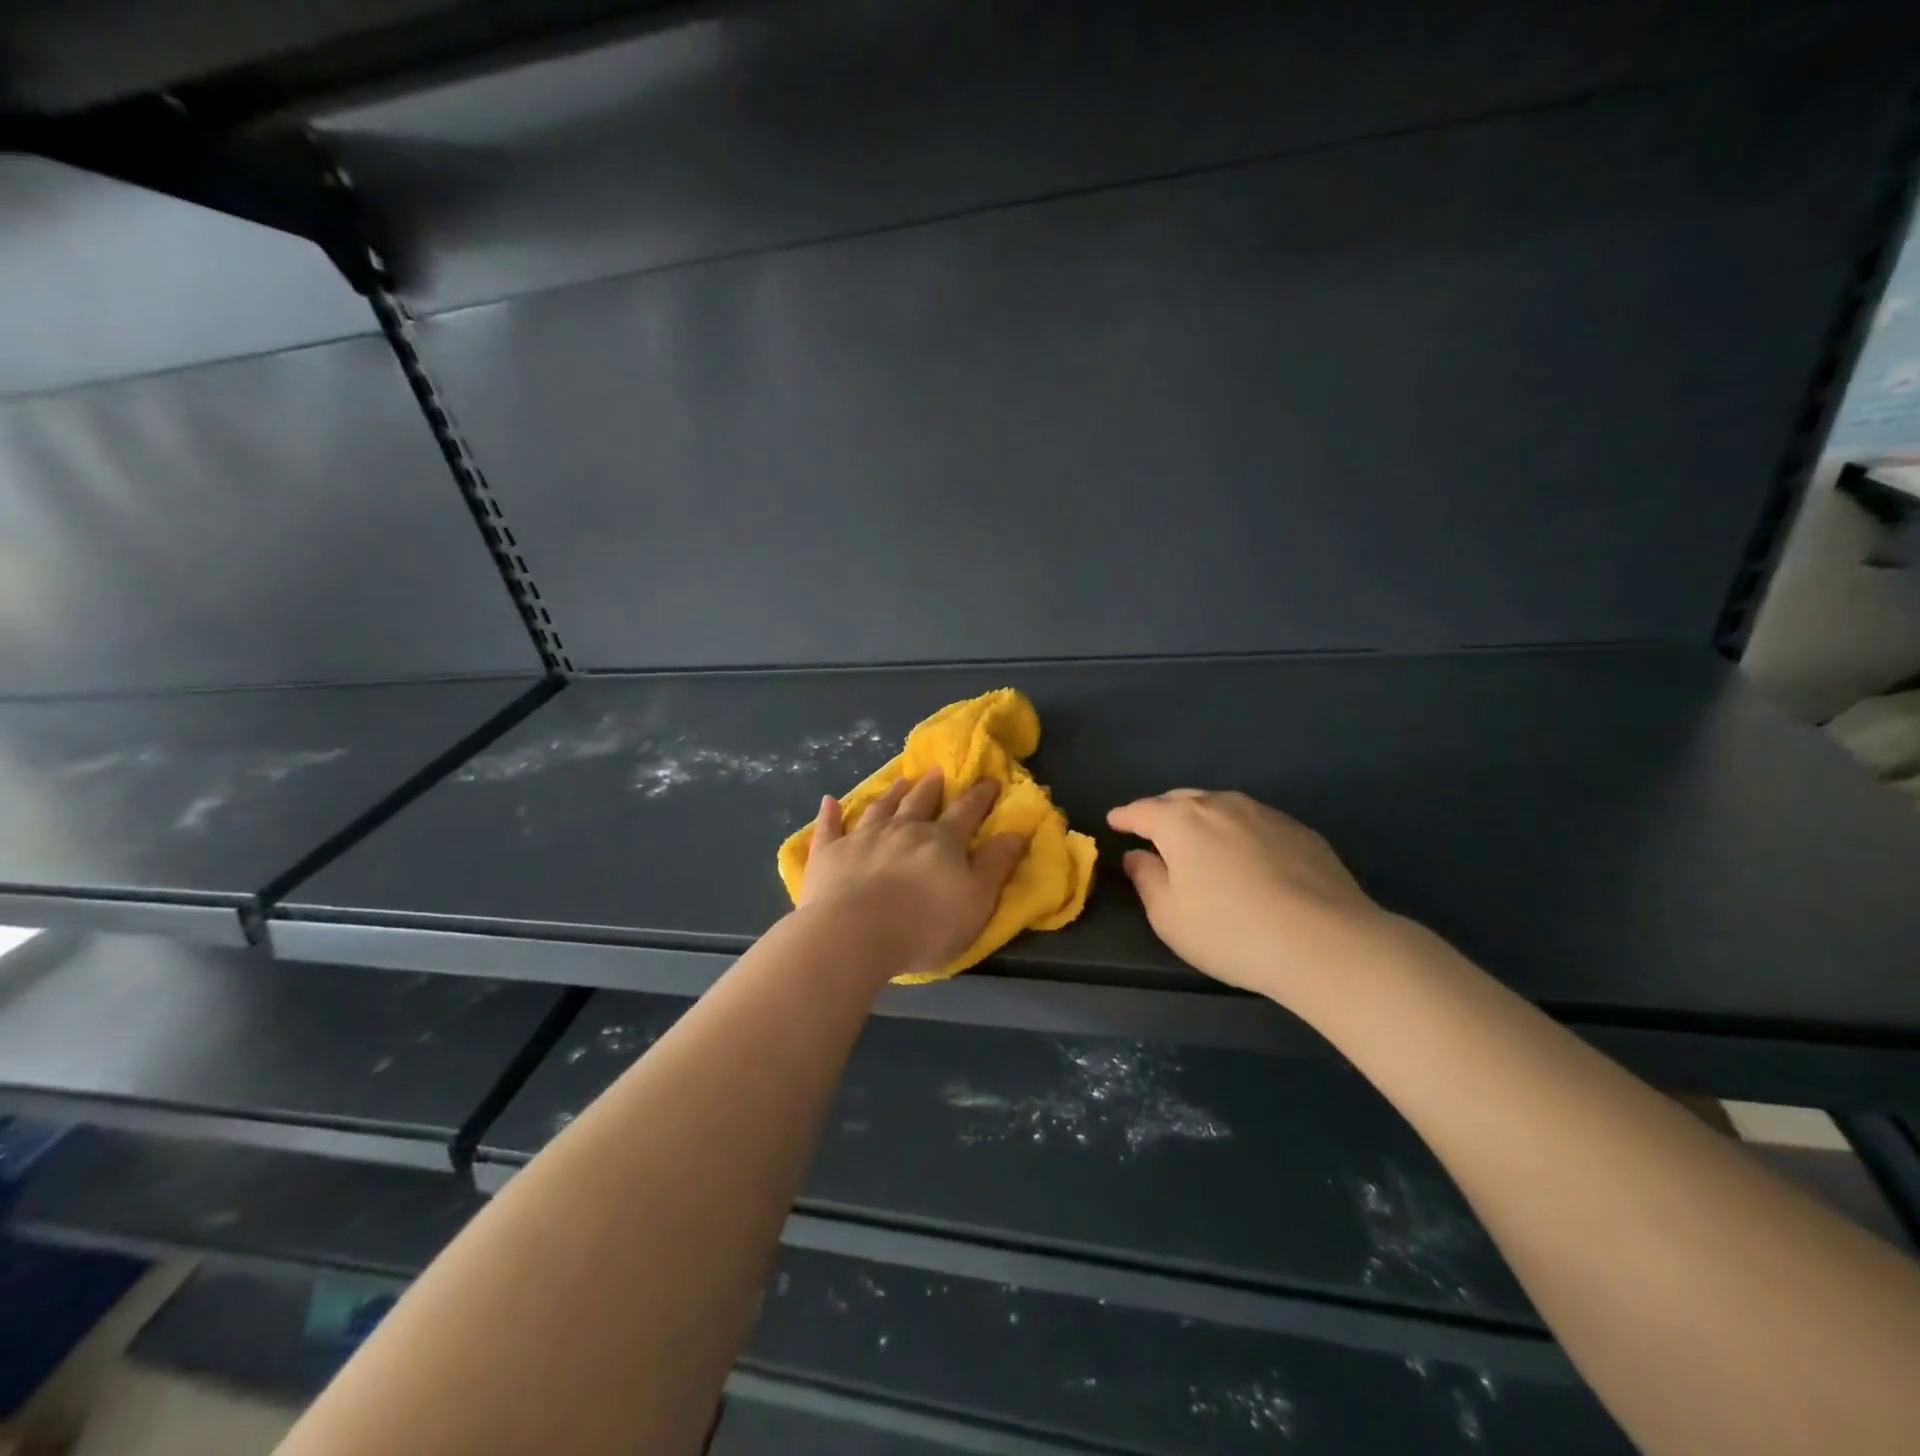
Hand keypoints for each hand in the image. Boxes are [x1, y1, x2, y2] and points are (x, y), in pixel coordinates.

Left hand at [798, 770, 1027, 979]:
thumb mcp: (976, 901)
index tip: (990, 781)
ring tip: (900, 780)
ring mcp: (862, 838)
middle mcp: (902, 830)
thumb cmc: (924, 925)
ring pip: (880, 808)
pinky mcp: (829, 854)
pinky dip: (830, 814)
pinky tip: (829, 801)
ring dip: (892, 792)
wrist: (854, 934)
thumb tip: (1017, 831)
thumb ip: (995, 865)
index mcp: (941, 841)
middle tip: (938, 771)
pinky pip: (829, 828)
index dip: (980, 796)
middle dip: (932, 786)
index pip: (966, 812)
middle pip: (920, 802)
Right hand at [1106, 789, 1391, 1002]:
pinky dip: (1238, 831)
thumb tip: (1137, 856)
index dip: (1125, 816)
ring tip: (1199, 839)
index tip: (1114, 821)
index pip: (1143, 810)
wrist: (1326, 942)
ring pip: (1221, 806)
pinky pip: (1255, 822)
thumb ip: (1147, 880)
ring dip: (1202, 817)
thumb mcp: (1170, 916)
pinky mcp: (1299, 831)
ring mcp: (1265, 814)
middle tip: (1152, 830)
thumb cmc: (1231, 932)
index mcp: (1181, 822)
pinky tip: (1246, 855)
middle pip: (1182, 800)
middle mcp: (1221, 805)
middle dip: (1162, 812)